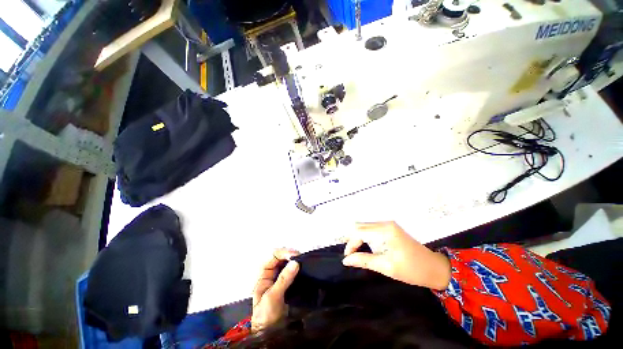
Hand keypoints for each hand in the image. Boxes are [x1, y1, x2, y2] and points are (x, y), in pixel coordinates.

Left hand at [251, 248, 299, 331]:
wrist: (270, 335)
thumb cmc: (266, 316)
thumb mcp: (272, 297)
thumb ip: (283, 279)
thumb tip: (295, 262)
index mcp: (263, 275)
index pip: (272, 257)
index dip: (283, 253)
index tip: (294, 255)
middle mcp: (271, 275)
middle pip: (280, 258)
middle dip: (290, 254)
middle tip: (301, 256)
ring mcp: (280, 279)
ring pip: (287, 264)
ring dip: (294, 260)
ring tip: (303, 260)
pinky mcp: (288, 285)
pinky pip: (293, 271)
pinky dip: (298, 267)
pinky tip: (303, 267)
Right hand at [342, 222, 450, 290]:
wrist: (434, 268)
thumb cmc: (411, 269)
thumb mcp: (386, 267)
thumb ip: (364, 261)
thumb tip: (346, 260)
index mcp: (385, 230)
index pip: (359, 232)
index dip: (350, 243)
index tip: (347, 257)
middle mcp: (385, 223)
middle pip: (360, 226)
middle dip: (352, 239)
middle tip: (350, 254)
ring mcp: (388, 225)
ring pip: (364, 227)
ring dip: (357, 237)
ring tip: (355, 251)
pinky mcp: (390, 229)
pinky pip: (371, 229)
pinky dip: (364, 237)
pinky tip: (364, 246)